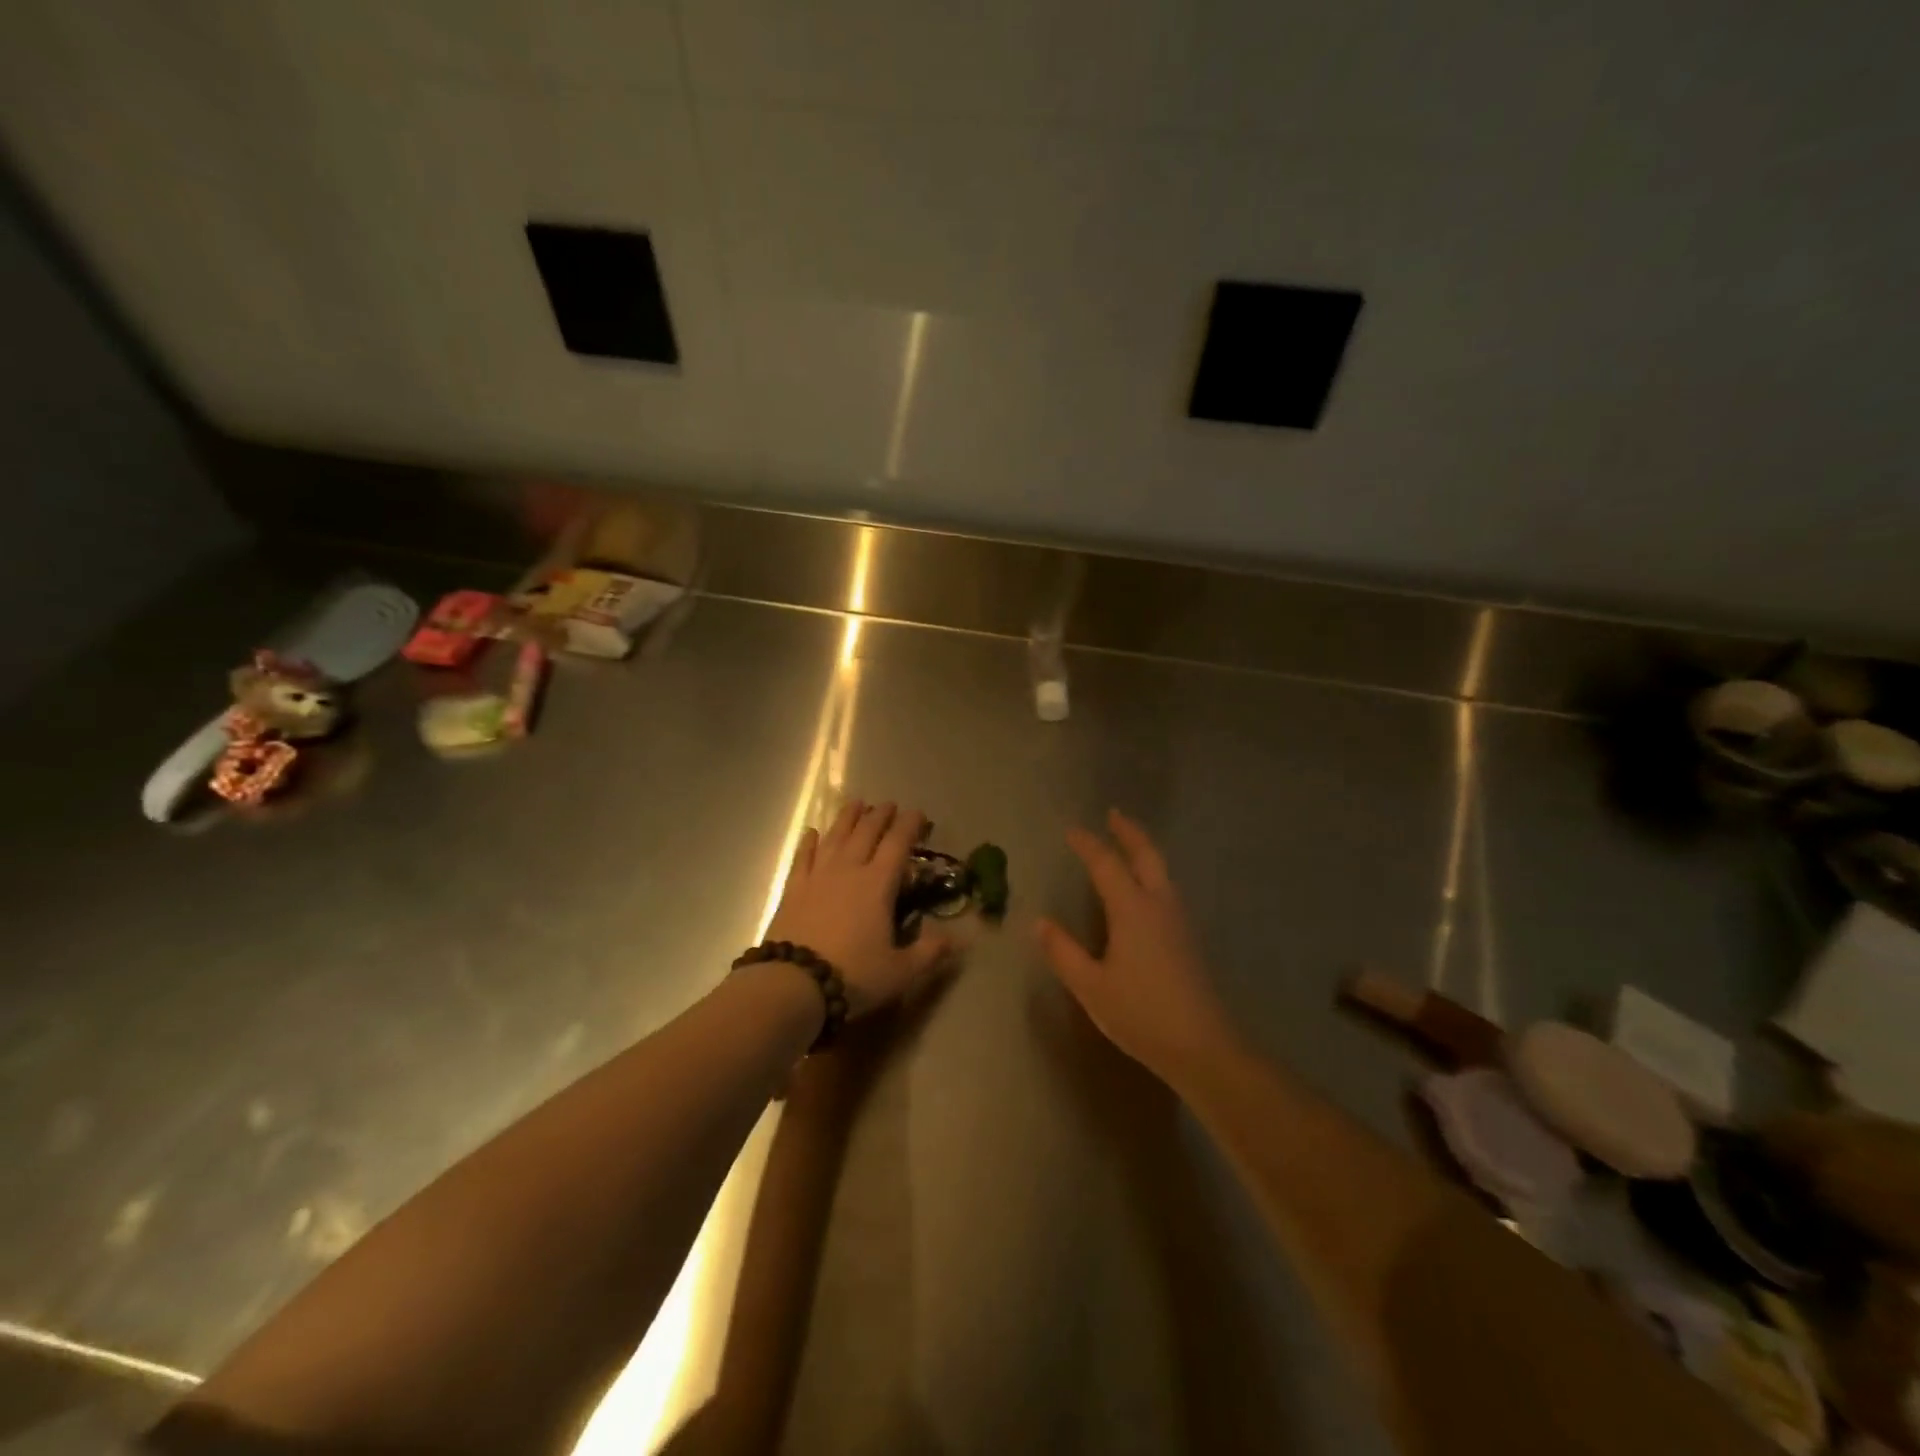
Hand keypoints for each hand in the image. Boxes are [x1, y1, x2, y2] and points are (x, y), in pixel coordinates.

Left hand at [766, 800, 952, 1018]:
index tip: (918, 814)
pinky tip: (811, 832)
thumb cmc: (853, 975)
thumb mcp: (900, 971)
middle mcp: (849, 870)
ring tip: (856, 804)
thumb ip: (930, 952)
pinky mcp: (793, 889)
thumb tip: (960, 939)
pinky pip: (803, 857)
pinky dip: (808, 842)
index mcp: (878, 884)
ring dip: (848, 818)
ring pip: (835, 837)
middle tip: (889, 805)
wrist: (793, 985)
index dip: (910, 825)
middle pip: (866, 832)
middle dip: (881, 816)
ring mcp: (818, 876)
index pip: (898, 844)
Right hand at [1038, 809, 1237, 1078]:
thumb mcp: (1091, 986)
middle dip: (1129, 832)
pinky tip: (1145, 889)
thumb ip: (1063, 952)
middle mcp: (1158, 905)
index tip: (1072, 830)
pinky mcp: (1188, 938)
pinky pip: (1167, 889)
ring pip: (1162, 870)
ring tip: (1129, 843)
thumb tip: (1039, 923)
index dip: (1088, 844)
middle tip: (1114, 814)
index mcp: (1132, 909)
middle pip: (1146, 855)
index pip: (1106, 864)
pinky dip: (1153, 872)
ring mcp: (1178, 921)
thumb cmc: (1141, 1014)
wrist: (1203, 1047)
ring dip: (1144, 850)